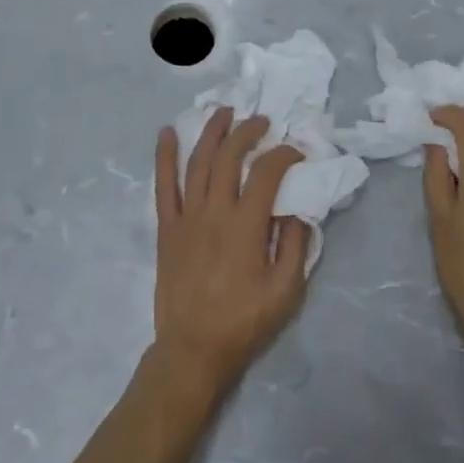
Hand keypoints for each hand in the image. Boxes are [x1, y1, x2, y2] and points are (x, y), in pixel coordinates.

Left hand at [153, 107, 308, 396]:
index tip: (294, 152)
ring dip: (211, 132)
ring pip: (197, 162)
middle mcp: (214, 211)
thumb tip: (300, 208)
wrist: (193, 350)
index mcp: (245, 225)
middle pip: (228, 157)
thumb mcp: (286, 291)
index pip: (266, 173)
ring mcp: (186, 217)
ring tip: (224, 112)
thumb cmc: (243, 322)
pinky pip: (163, 185)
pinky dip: (164, 157)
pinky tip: (166, 133)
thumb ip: (296, 244)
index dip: (283, 155)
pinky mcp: (167, 228)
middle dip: (247, 131)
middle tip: (261, 121)